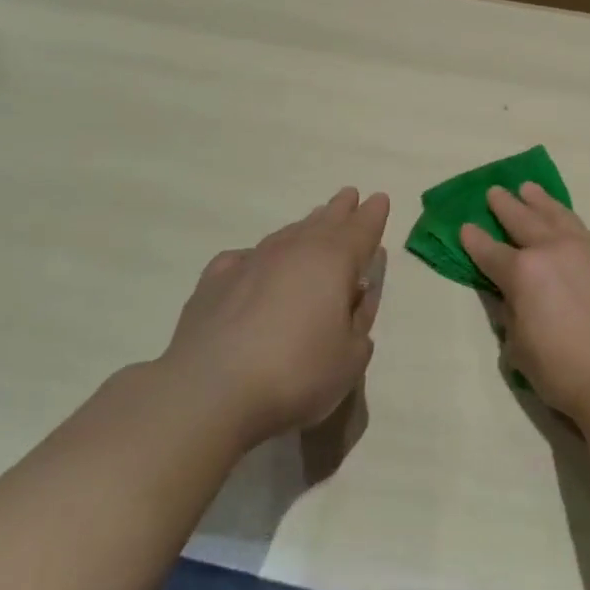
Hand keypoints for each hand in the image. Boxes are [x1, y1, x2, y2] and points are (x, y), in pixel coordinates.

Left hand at [162, 188, 389, 447]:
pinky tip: (254, 264)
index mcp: (333, 261)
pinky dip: (258, 257)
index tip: (379, 198)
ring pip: (285, 235)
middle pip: (323, 222)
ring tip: (312, 224)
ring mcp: (249, 263)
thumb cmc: (296, 373)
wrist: (209, 393)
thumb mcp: (351, 357)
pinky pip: (244, 258)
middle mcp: (293, 251)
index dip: (373, 215)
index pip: (361, 230)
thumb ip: (359, 322)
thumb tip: (354, 298)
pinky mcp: (213, 283)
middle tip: (348, 196)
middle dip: (339, 210)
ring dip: (303, 228)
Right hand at [459, 184, 589, 427]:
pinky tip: (569, 226)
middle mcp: (554, 250)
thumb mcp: (519, 348)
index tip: (465, 226)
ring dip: (541, 201)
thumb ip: (511, 314)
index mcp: (523, 272)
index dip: (474, 240)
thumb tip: (513, 298)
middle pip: (524, 220)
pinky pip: (588, 234)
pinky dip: (571, 226)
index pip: (490, 251)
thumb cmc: (562, 371)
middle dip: (506, 205)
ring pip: (559, 216)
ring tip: (530, 188)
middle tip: (495, 191)